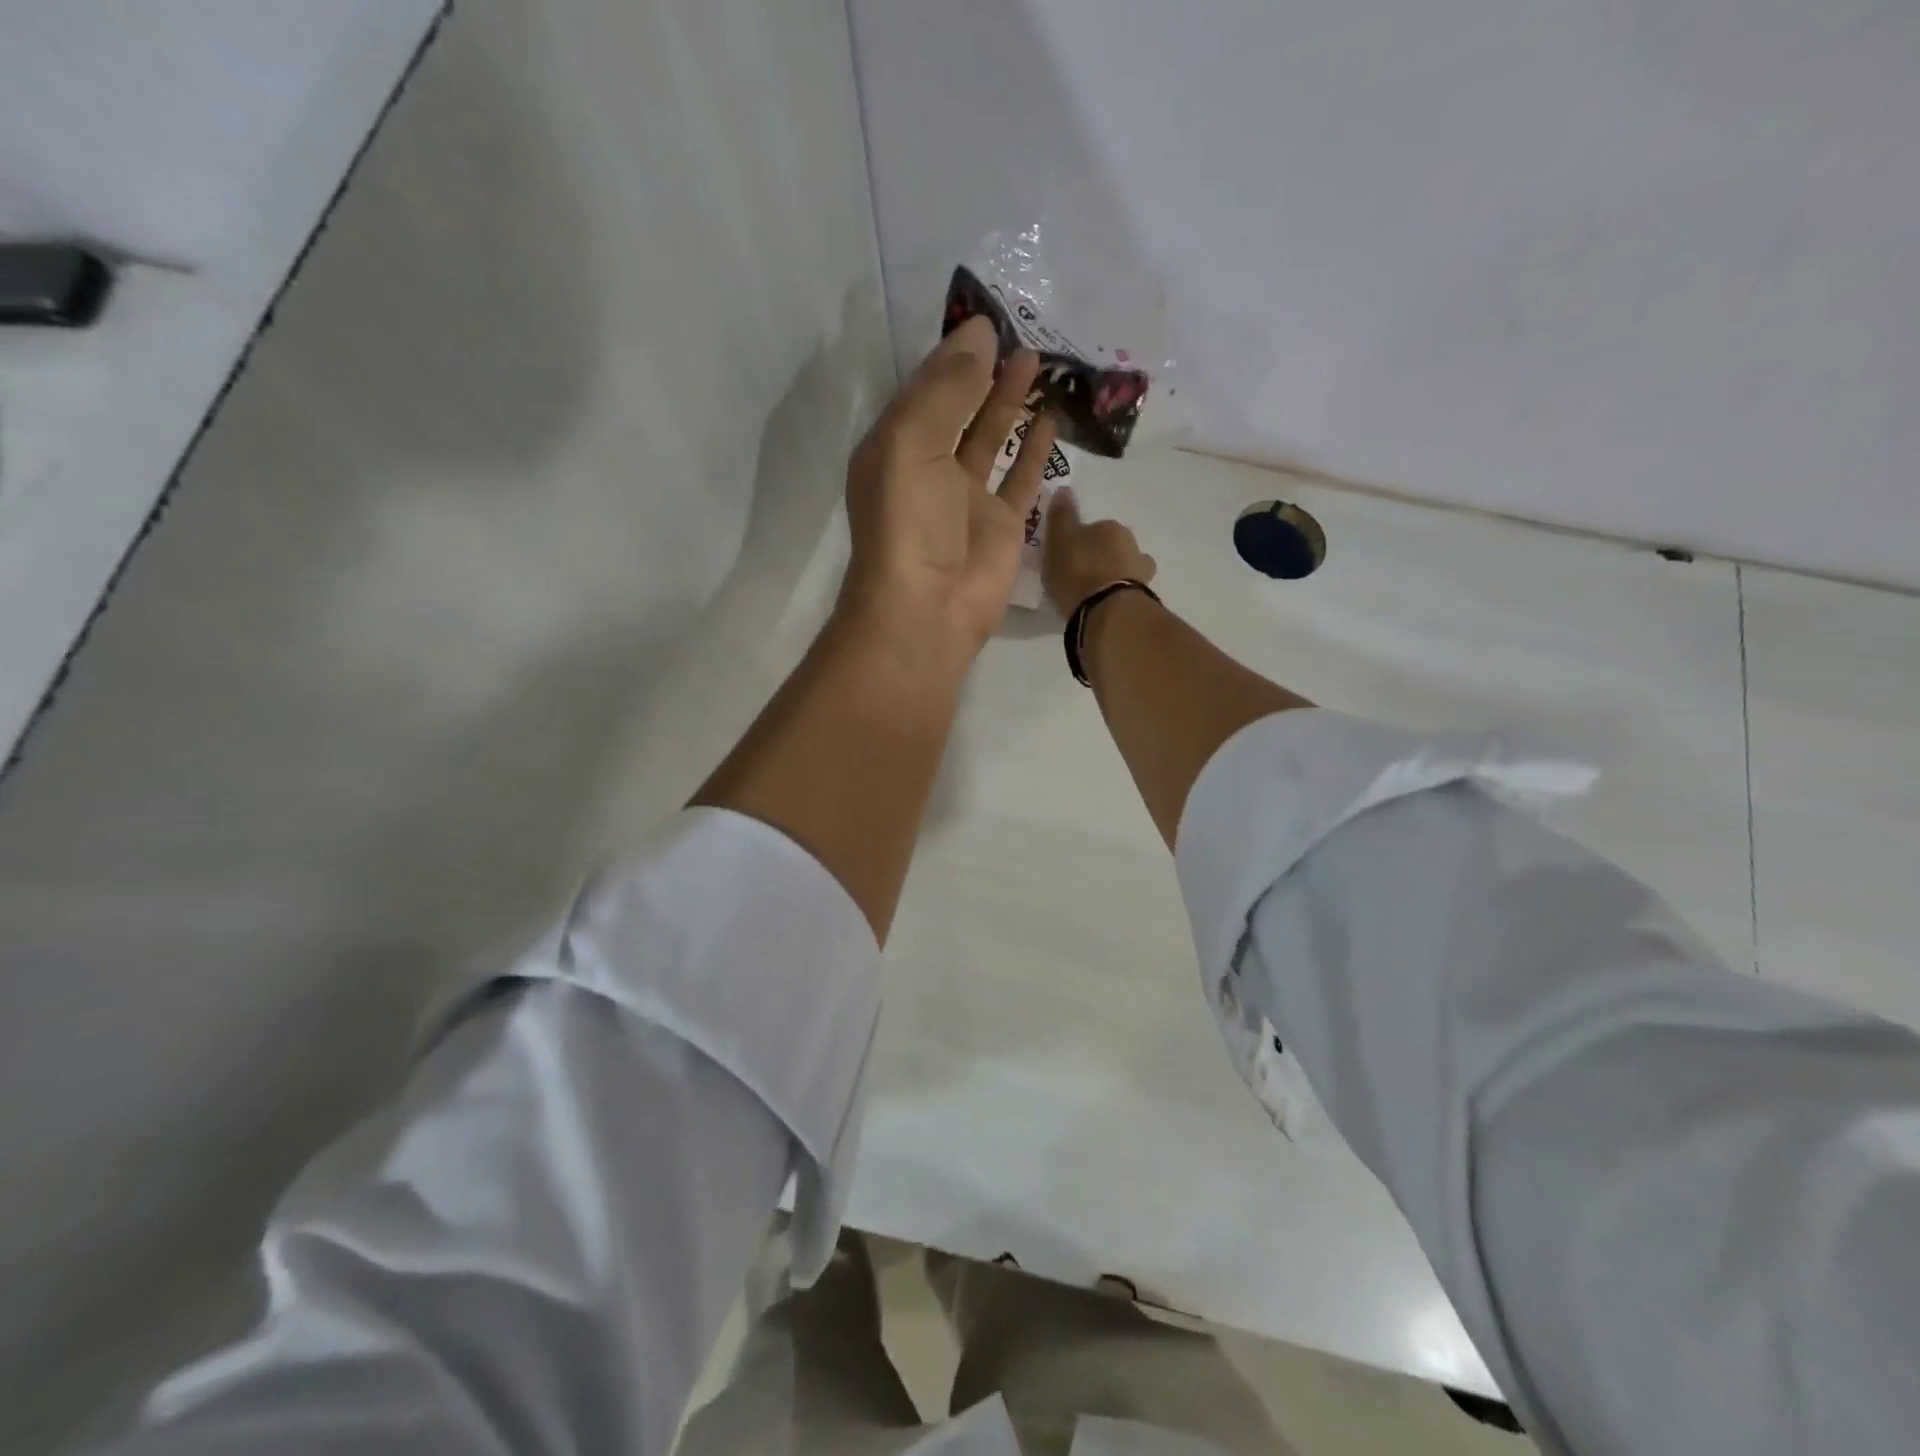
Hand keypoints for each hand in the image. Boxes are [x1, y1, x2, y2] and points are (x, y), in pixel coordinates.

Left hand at [840, 316, 1058, 661]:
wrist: (929, 607)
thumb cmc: (909, 521)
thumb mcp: (912, 442)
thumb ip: (946, 389)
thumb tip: (980, 333)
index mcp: (895, 448)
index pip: (925, 389)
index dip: (954, 355)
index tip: (987, 319)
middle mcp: (929, 469)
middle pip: (959, 409)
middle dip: (984, 372)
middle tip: (1018, 334)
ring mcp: (967, 498)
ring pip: (991, 437)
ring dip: (1010, 401)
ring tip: (1037, 360)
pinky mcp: (1003, 525)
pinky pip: (1021, 477)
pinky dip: (1034, 448)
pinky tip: (1049, 416)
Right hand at [1042, 487, 1157, 616]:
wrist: (1108, 611)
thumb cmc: (1078, 571)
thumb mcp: (1060, 540)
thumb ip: (1062, 516)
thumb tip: (1065, 488)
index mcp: (1111, 528)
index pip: (1094, 529)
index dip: (1080, 542)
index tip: (1067, 557)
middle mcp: (1132, 545)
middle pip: (1112, 549)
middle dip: (1100, 559)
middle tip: (1079, 576)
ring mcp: (1142, 574)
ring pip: (1124, 570)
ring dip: (1112, 578)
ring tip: (1093, 595)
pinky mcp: (1143, 600)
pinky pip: (1126, 593)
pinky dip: (1117, 597)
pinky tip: (1104, 608)